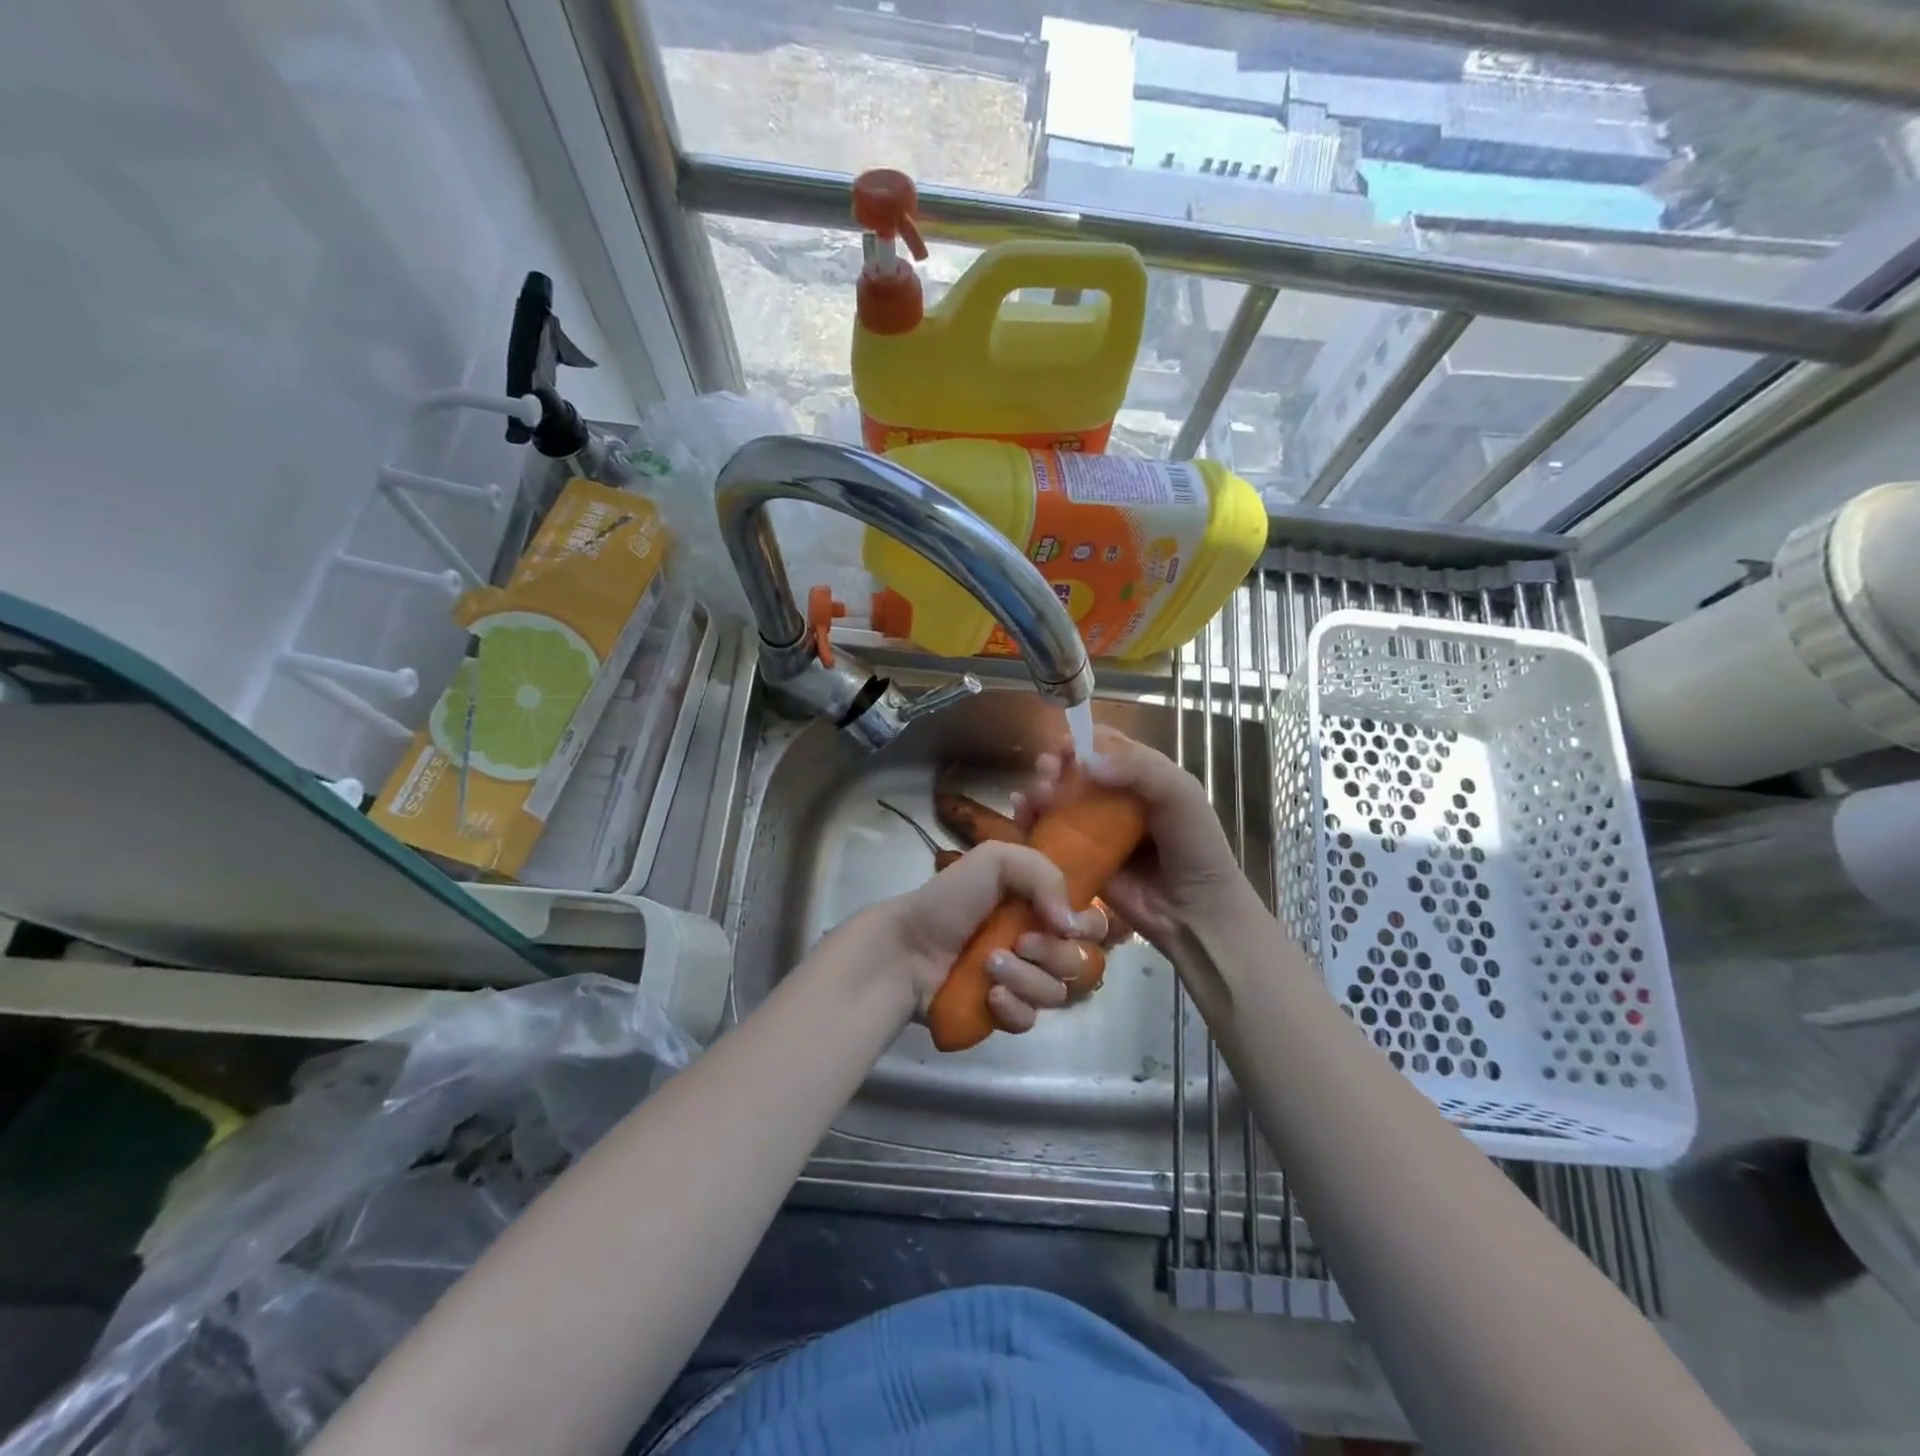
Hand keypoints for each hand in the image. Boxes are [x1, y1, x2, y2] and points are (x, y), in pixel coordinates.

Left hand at [837, 841, 1109, 1032]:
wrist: (906, 948)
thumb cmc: (950, 900)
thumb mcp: (995, 860)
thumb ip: (1045, 874)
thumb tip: (1073, 923)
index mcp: (1042, 907)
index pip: (1094, 924)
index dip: (1089, 927)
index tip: (1065, 924)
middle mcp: (1040, 944)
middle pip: (1083, 963)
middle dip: (1055, 953)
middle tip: (1020, 942)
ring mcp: (1024, 982)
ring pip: (1058, 993)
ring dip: (1026, 977)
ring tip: (989, 964)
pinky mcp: (1004, 1014)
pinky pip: (1030, 1020)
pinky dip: (1013, 1007)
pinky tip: (989, 995)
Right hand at [1013, 725, 1255, 952]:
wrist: (1196, 911)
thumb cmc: (1195, 846)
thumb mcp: (1180, 794)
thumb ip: (1139, 769)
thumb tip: (1084, 762)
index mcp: (1141, 775)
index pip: (1104, 745)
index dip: (1082, 740)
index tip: (1064, 746)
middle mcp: (1114, 797)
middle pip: (1073, 770)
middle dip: (1054, 765)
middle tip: (1047, 773)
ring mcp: (1094, 829)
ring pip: (1056, 799)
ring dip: (1038, 790)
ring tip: (1033, 798)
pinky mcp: (1078, 858)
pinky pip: (1048, 835)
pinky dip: (1030, 820)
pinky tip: (1021, 814)